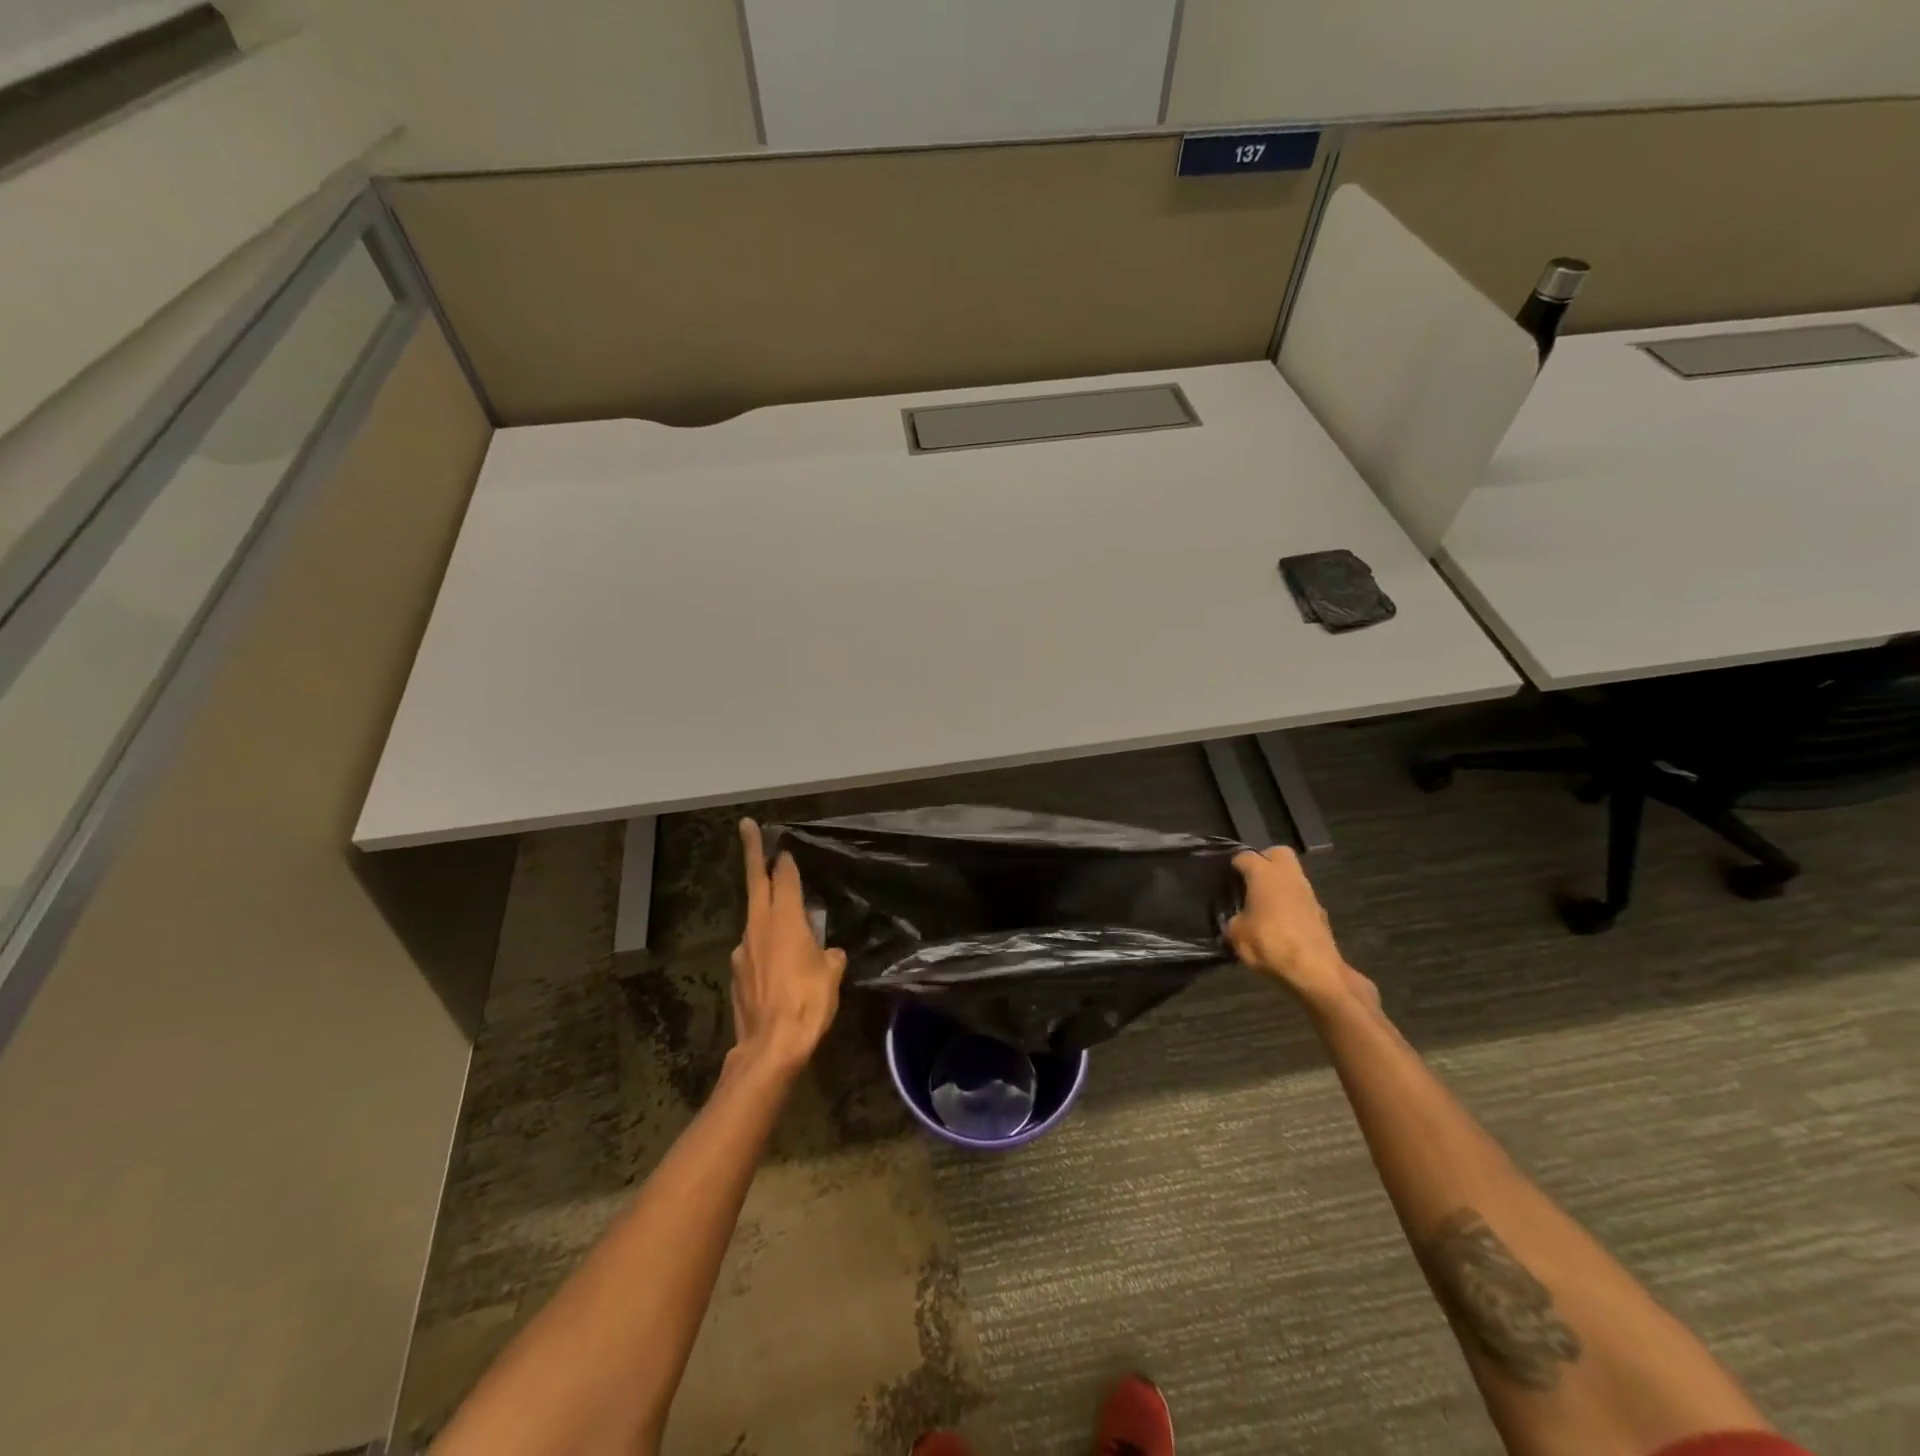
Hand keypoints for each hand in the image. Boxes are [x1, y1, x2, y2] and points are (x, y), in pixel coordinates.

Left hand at [729, 819, 845, 1078]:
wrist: (770, 1047)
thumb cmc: (807, 1003)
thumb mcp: (831, 976)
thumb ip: (829, 956)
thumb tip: (827, 954)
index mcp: (785, 921)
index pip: (784, 879)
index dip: (784, 861)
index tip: (783, 845)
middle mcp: (759, 928)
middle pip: (755, 883)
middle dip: (752, 853)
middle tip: (746, 827)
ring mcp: (743, 951)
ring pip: (755, 920)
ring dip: (766, 912)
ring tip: (786, 923)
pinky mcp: (737, 974)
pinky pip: (754, 950)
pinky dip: (765, 948)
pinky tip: (778, 967)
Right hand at [1226, 846, 1374, 1013]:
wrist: (1316, 971)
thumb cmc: (1270, 944)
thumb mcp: (1237, 935)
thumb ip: (1233, 922)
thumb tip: (1236, 921)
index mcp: (1264, 874)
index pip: (1245, 856)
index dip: (1233, 865)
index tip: (1226, 878)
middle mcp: (1288, 876)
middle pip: (1278, 853)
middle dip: (1264, 861)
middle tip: (1250, 880)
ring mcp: (1308, 893)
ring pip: (1292, 876)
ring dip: (1278, 884)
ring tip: (1262, 905)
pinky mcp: (1320, 913)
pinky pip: (1300, 898)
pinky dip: (1290, 903)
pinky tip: (1279, 923)